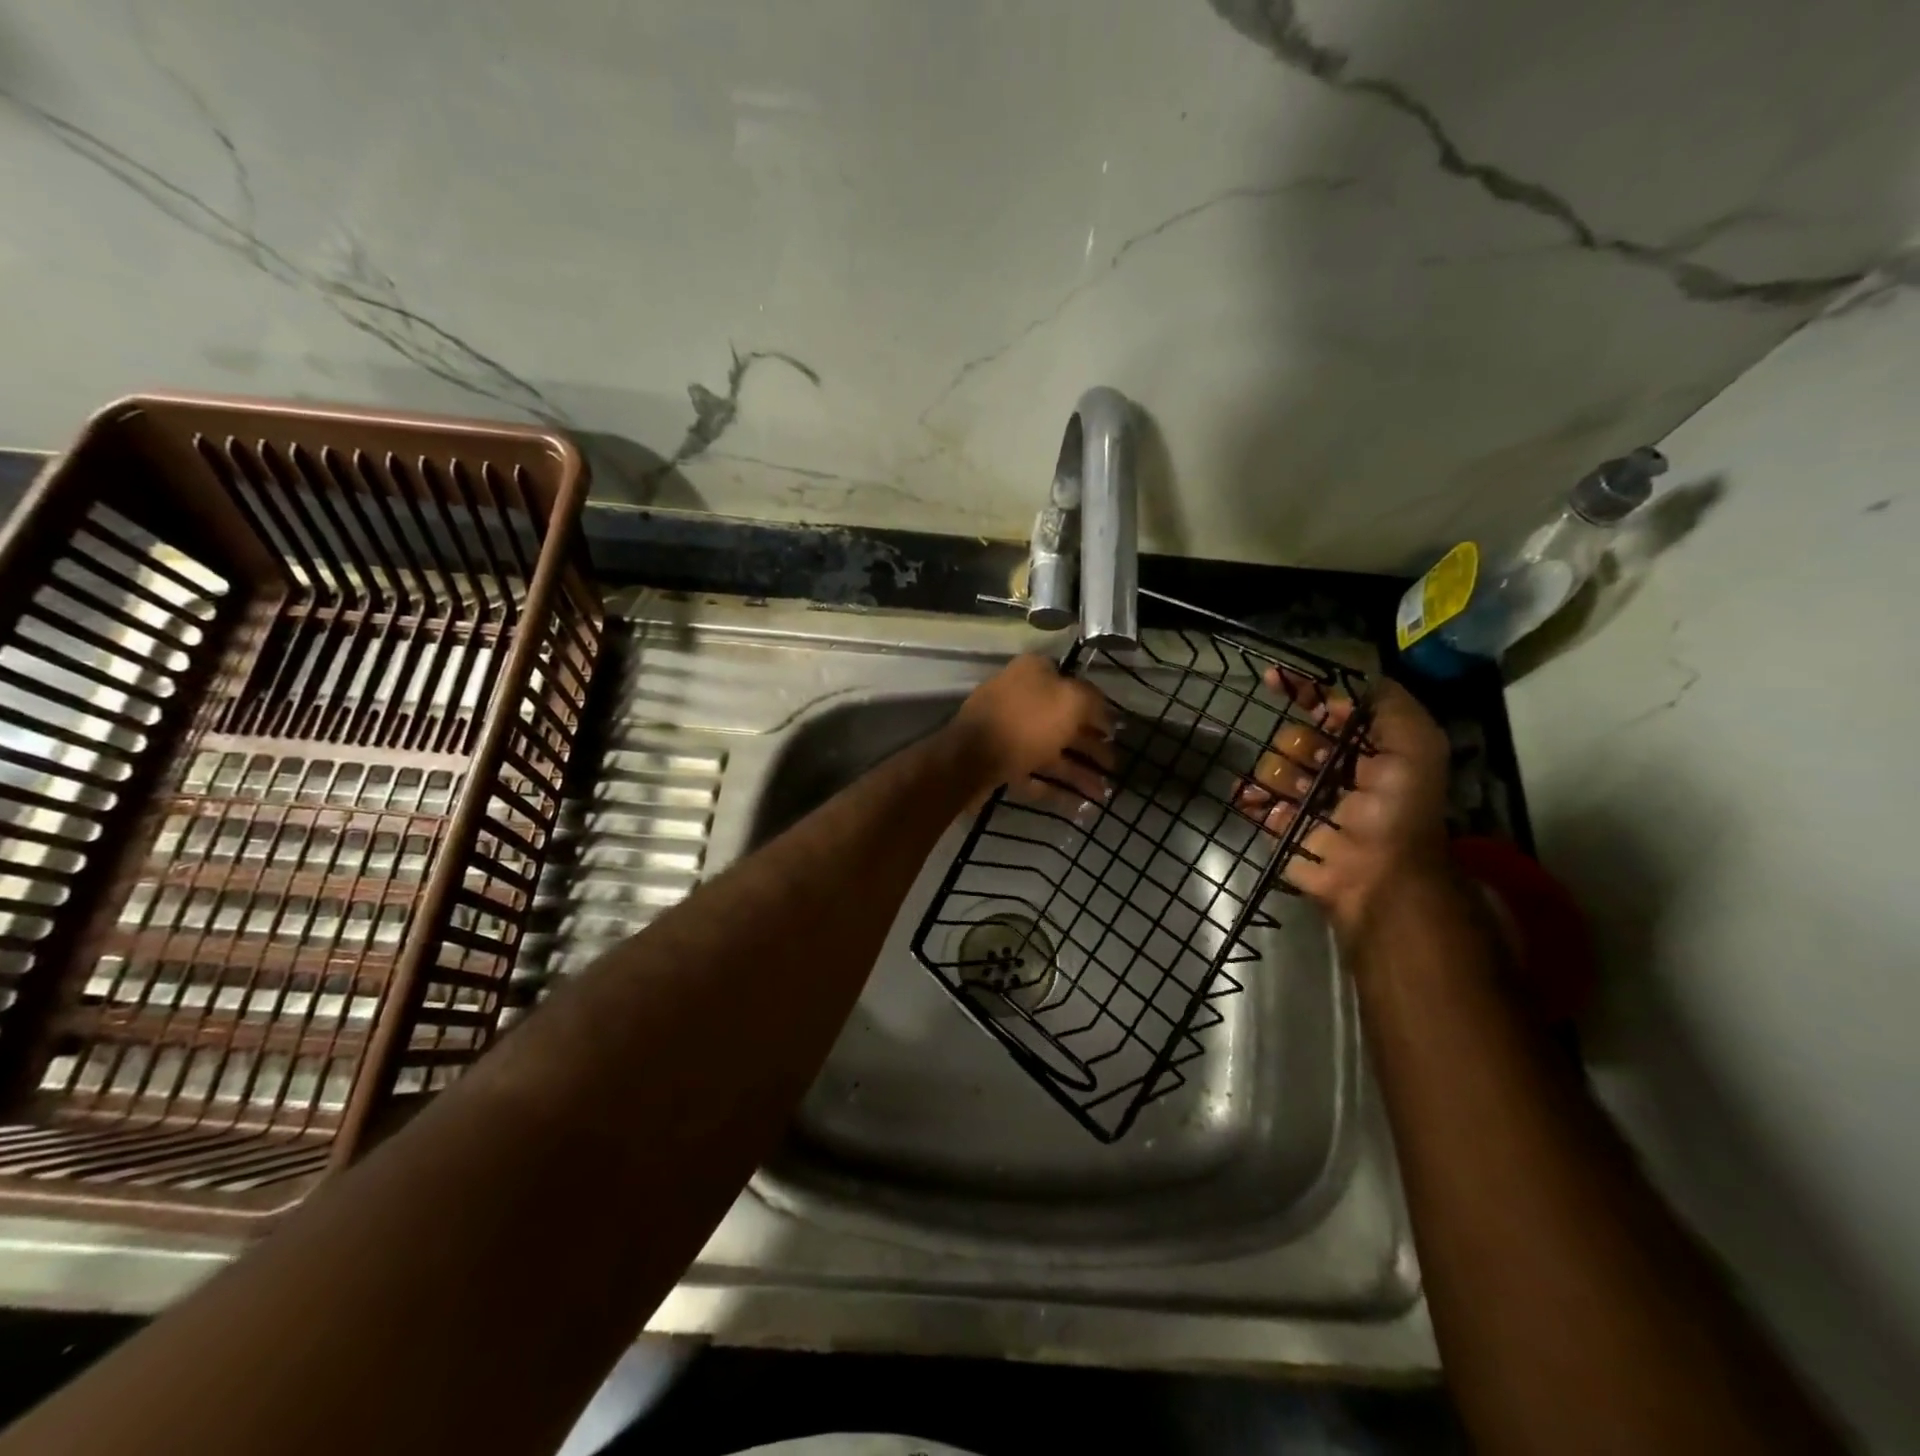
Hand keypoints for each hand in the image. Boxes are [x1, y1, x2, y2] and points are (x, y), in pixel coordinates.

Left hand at [950, 654, 1116, 808]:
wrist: (970, 758)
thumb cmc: (1026, 722)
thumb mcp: (1071, 700)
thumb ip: (1093, 702)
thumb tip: (1103, 712)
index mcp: (1035, 673)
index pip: (1074, 684)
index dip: (1097, 708)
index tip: (1114, 730)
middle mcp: (1020, 698)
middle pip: (1064, 723)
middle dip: (1091, 747)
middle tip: (1114, 767)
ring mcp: (1008, 731)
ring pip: (1051, 751)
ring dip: (1079, 772)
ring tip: (1104, 793)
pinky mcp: (999, 761)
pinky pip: (1034, 773)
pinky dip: (1056, 788)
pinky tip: (1080, 806)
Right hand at [1237, 672, 1450, 936]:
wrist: (1377, 876)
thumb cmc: (1399, 809)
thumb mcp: (1416, 746)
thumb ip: (1389, 705)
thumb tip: (1339, 690)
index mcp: (1368, 750)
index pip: (1330, 709)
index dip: (1306, 692)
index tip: (1276, 680)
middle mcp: (1334, 770)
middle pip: (1295, 735)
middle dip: (1301, 743)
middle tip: (1320, 765)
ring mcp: (1304, 799)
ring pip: (1272, 764)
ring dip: (1282, 774)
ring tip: (1302, 796)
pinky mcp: (1280, 825)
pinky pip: (1253, 798)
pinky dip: (1250, 795)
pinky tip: (1253, 797)